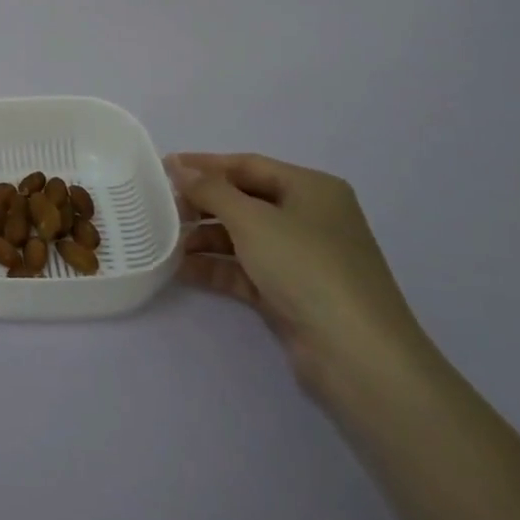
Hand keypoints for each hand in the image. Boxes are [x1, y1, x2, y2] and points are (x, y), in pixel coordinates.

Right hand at [166, 152, 430, 398]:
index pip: (248, 165)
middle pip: (244, 201)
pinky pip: (245, 271)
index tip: (163, 168)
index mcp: (311, 189)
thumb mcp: (252, 219)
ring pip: (243, 238)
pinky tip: (182, 270)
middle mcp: (309, 218)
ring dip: (205, 238)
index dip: (204, 165)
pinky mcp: (290, 294)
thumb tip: (178, 165)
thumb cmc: (306, 267)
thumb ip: (210, 189)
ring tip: (167, 242)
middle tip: (162, 210)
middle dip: (203, 204)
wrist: (356, 354)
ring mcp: (301, 258)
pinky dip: (216, 268)